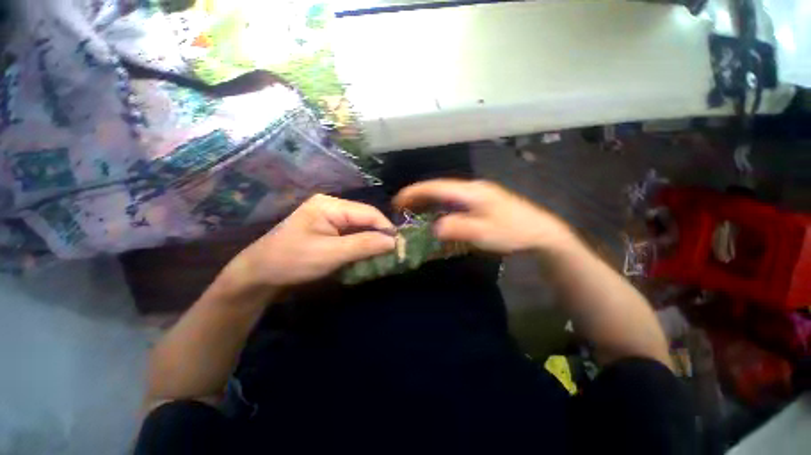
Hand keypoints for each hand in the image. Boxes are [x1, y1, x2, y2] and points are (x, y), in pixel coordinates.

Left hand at [226, 194, 395, 288]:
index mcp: (330, 205)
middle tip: (394, 251)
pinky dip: (361, 245)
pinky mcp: (328, 231)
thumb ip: (364, 245)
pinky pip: (352, 235)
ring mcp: (329, 219)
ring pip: (360, 228)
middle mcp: (332, 207)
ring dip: (372, 241)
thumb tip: (394, 242)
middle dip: (379, 235)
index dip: (386, 227)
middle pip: (365, 219)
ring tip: (384, 254)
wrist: (259, 275)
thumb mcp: (331, 253)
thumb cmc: (292, 261)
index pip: (368, 212)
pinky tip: (368, 254)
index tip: (400, 244)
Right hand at [394, 179, 576, 254]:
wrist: (540, 232)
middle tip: (402, 207)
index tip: (398, 201)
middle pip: (439, 188)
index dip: (415, 192)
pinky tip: (436, 214)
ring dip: (429, 201)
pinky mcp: (481, 201)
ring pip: (446, 194)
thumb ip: (456, 228)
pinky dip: (440, 206)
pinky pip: (454, 201)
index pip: (436, 187)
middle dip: (418, 196)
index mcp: (471, 191)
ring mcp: (477, 193)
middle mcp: (471, 188)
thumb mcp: (483, 233)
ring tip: (414, 211)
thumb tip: (433, 227)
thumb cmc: (512, 232)